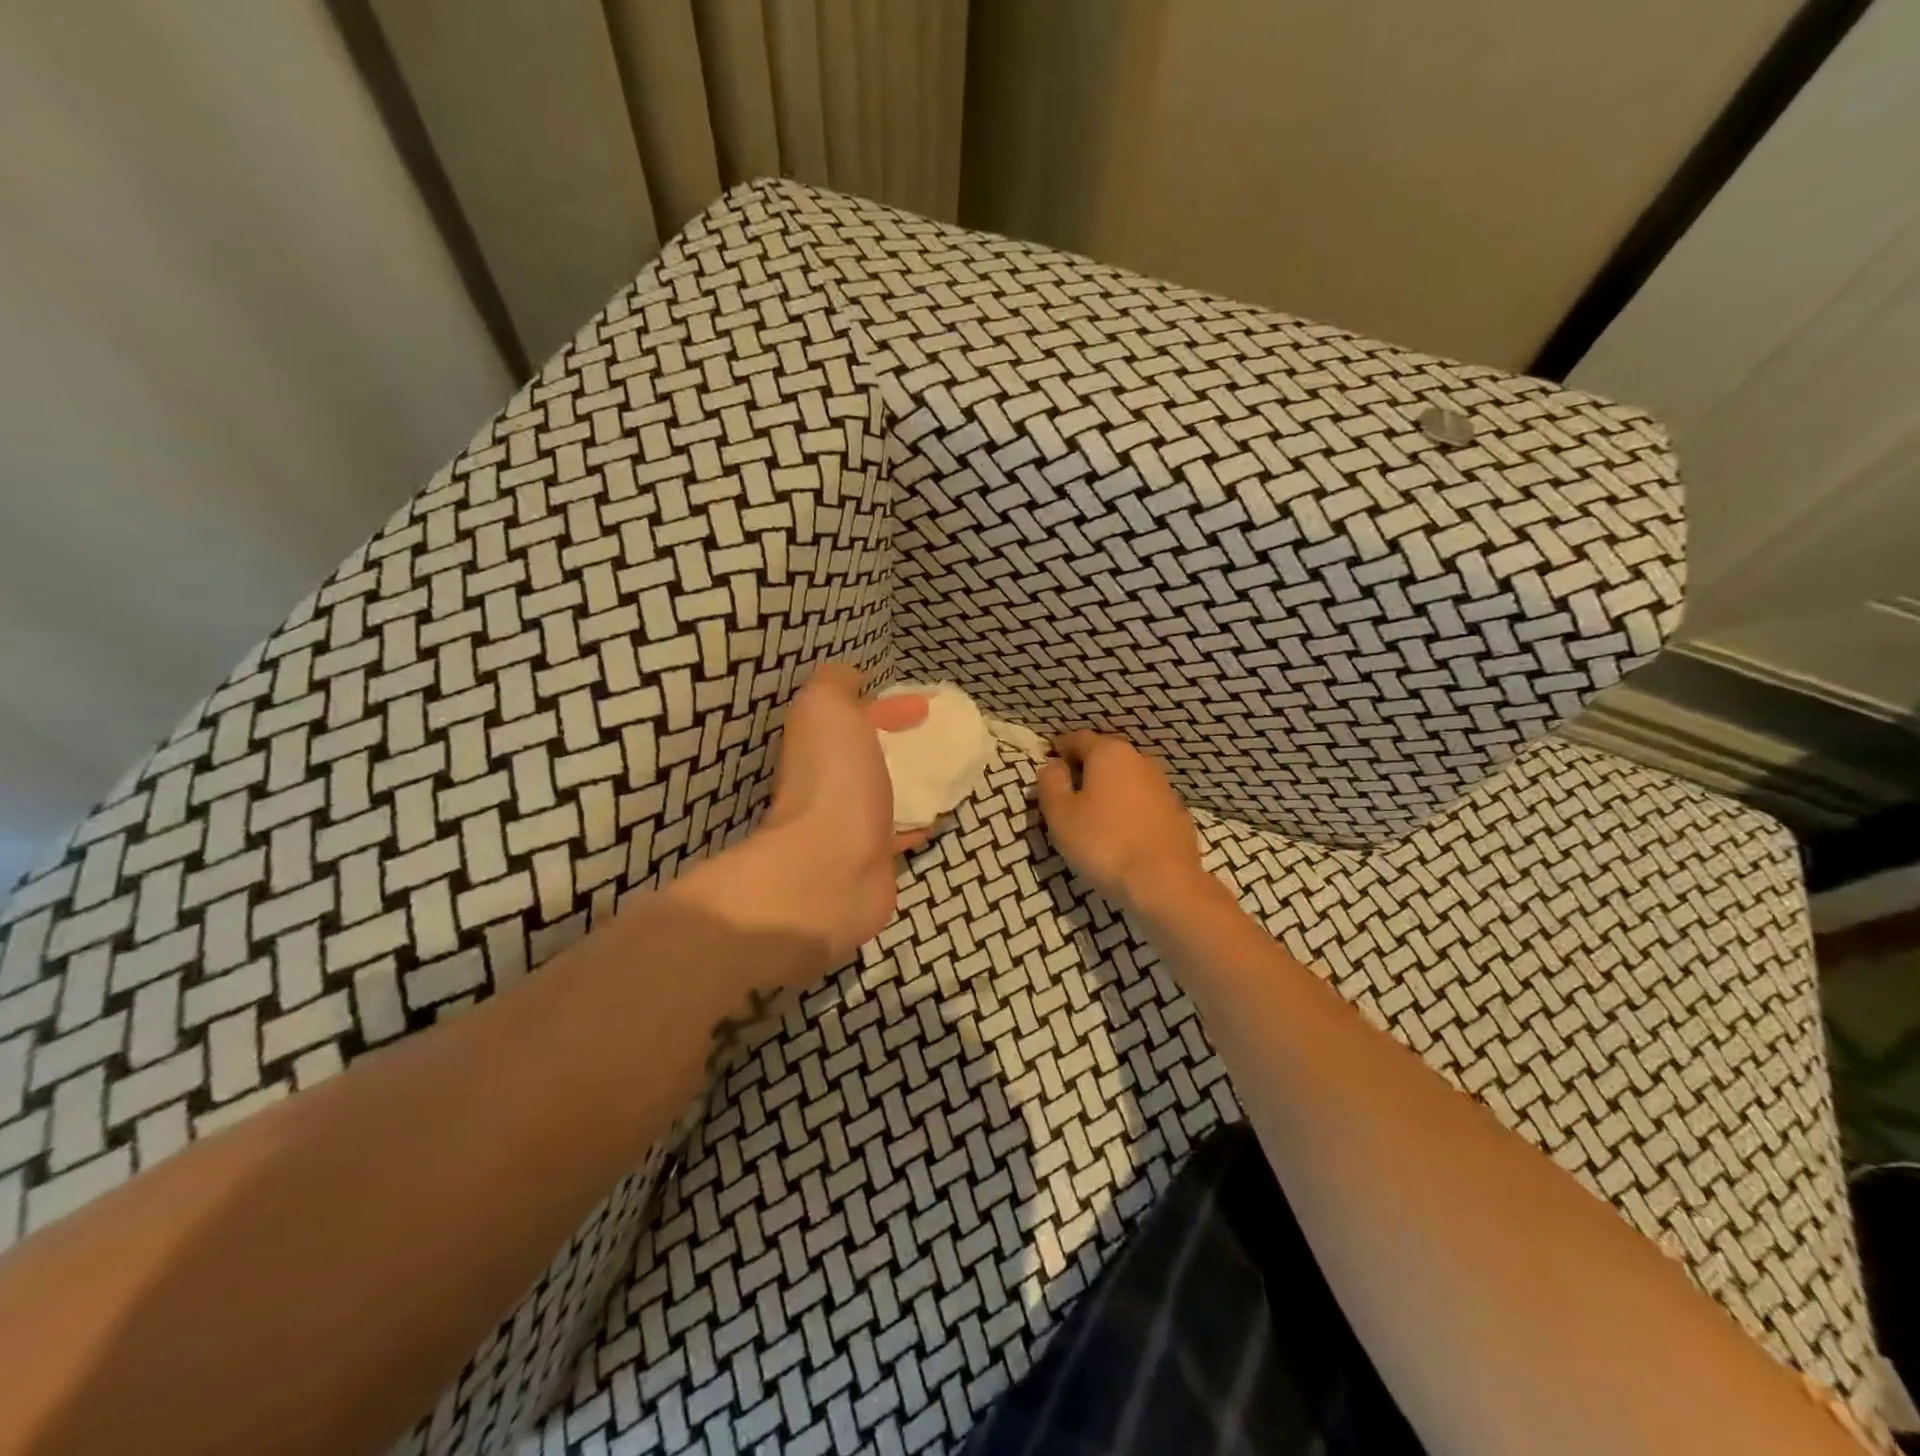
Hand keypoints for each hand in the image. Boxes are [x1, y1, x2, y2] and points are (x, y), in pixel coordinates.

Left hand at [761, 662, 929, 955]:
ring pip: (884, 793)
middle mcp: (828, 783)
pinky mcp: (872, 859)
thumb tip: (850, 677)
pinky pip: (899, 832)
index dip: (887, 706)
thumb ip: (835, 683)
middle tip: (940, 739)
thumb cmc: (834, 781)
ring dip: (910, 780)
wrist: (832, 869)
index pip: (853, 716)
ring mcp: (849, 824)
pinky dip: (918, 820)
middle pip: (868, 754)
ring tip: (948, 772)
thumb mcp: (826, 708)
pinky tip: (940, 816)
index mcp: (818, 745)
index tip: (926, 705)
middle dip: (899, 742)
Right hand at [1037, 730, 1204, 909]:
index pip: (1078, 738)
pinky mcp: (1178, 813)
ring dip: (1110, 789)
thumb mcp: (1060, 814)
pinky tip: (1122, 831)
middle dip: (1086, 768)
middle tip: (1067, 791)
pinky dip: (1130, 808)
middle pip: (1106, 756)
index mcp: (1109, 753)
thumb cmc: (1103, 843)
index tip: (1049, 761)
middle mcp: (1140, 760)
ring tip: (1094, 813)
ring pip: (1128, 778)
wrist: (1164, 882)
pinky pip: (1144, 802)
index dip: (1060, 748)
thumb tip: (1053, 765)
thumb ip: (1051, 783)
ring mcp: (1163, 786)